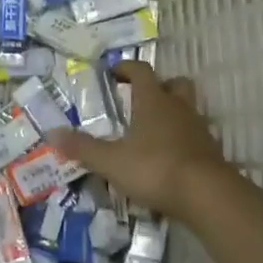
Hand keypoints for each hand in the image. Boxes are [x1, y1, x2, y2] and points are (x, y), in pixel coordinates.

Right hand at [48, 62, 231, 221]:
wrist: (207, 195)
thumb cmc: (155, 168)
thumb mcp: (111, 161)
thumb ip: (82, 148)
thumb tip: (52, 133)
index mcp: (153, 100)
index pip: (141, 71)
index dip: (127, 68)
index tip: (114, 72)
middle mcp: (178, 107)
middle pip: (174, 84)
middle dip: (159, 87)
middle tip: (141, 99)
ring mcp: (198, 128)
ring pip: (187, 109)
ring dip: (173, 113)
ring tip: (153, 131)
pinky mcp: (211, 151)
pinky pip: (195, 135)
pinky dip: (183, 140)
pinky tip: (170, 157)